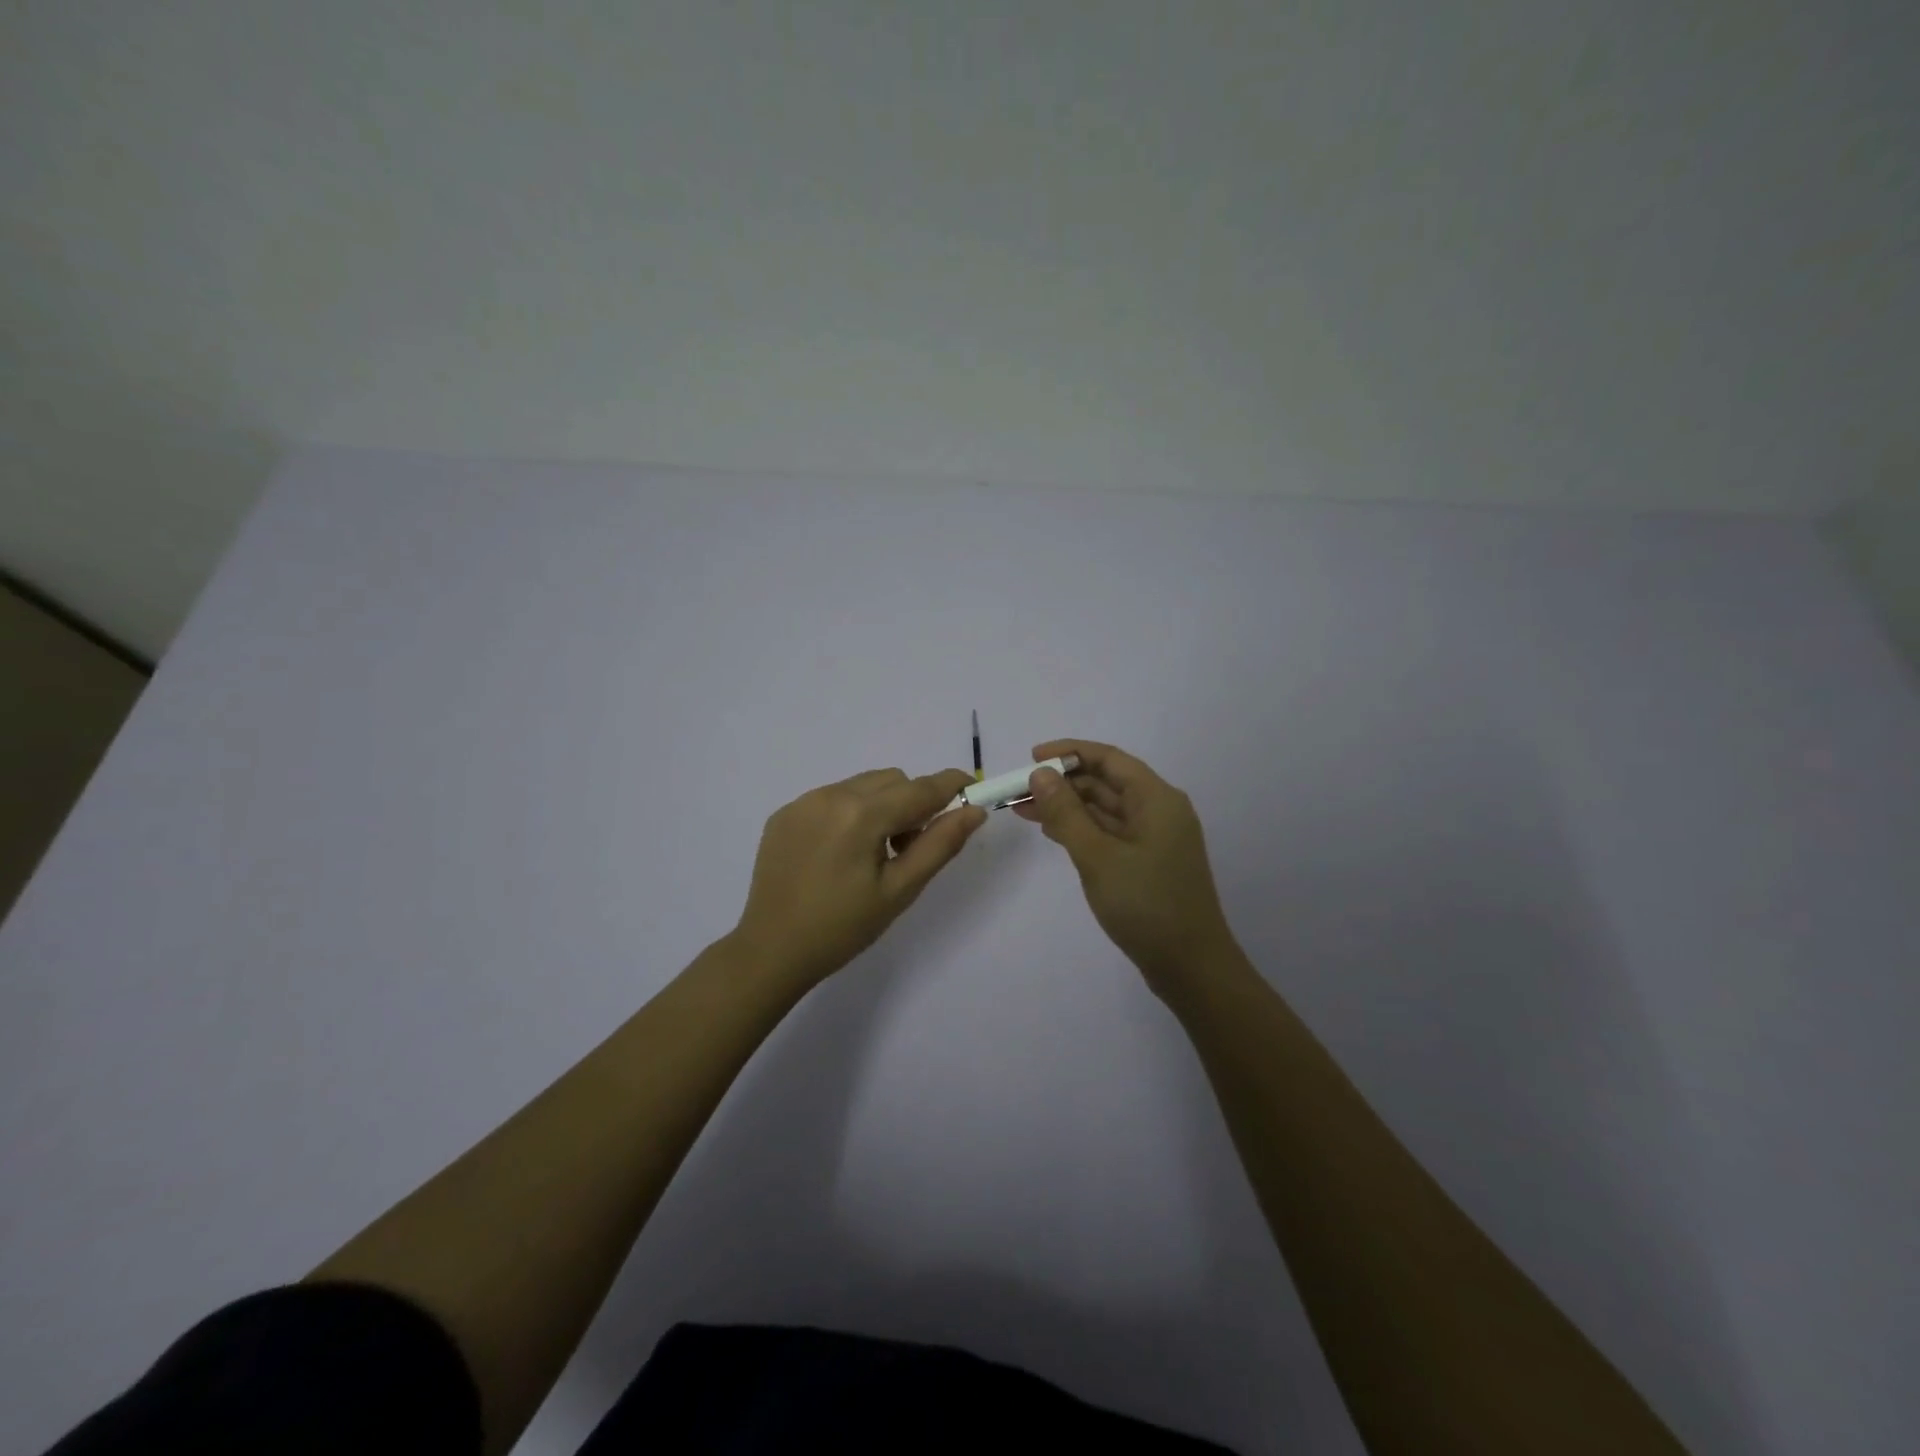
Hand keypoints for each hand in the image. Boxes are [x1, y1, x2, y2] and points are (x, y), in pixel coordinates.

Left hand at [730, 767, 987, 988]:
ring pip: (862, 785)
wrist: (771, 951)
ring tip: (872, 854)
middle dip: (912, 804)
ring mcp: (803, 802)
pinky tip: (839, 854)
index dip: (950, 785)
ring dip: (881, 806)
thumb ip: (940, 845)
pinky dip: (850, 812)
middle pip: (892, 780)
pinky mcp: (784, 814)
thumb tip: (973, 811)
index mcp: (861, 815)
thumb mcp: (899, 891)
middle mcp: (830, 795)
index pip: (919, 789)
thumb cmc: (843, 928)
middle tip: (908, 849)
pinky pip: (832, 797)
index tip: (971, 789)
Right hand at [1013, 739, 1238, 993]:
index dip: (1069, 753)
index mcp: (1156, 799)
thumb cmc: (1146, 905)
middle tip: (1018, 792)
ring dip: (1067, 807)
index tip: (1030, 758)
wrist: (1191, 967)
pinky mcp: (1148, 862)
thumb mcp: (1098, 856)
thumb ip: (1066, 813)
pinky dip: (1081, 829)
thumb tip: (1041, 774)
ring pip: (1105, 809)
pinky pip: (1109, 832)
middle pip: (1105, 782)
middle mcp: (1159, 810)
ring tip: (1024, 811)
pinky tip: (1052, 833)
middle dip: (1062, 783)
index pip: (1108, 759)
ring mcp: (1154, 838)